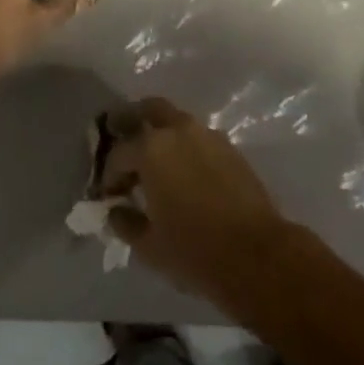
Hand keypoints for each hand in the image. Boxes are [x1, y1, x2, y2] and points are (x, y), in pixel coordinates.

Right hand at [103, 98, 297, 310]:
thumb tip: (115, 211)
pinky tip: (182, 174)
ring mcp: (207, 135)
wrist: (256, 254)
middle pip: (149, 110)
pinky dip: (184, 147)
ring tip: (154, 165)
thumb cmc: (194, 250)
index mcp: (152, 148)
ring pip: (176, 122)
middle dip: (133, 123)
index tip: (107, 196)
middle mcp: (178, 130)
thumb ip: (125, 222)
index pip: (119, 154)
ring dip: (161, 136)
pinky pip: (197, 138)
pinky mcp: (229, 147)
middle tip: (124, 145)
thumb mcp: (148, 245)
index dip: (108, 175)